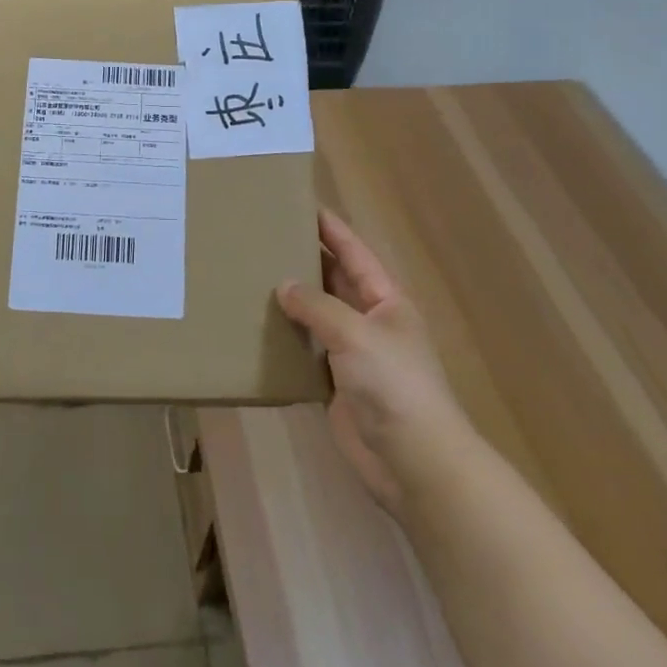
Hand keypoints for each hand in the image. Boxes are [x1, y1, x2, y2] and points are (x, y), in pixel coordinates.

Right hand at [276, 210, 466, 515]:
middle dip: (305, 260)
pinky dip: (286, 339)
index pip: (354, 253)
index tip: (302, 204)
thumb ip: (317, 306)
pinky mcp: (336, 385)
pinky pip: (306, 351)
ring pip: (317, 316)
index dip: (331, 229)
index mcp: (386, 301)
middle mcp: (370, 322)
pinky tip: (257, 327)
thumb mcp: (355, 333)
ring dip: (292, 300)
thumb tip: (284, 286)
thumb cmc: (393, 385)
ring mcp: (353, 355)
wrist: (414, 462)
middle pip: (334, 281)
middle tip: (265, 239)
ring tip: (252, 277)